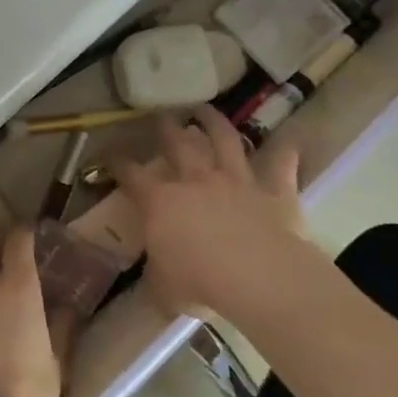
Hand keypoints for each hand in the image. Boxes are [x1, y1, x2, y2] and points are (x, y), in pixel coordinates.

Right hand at [112, 107, 322, 318]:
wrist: (258, 277)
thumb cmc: (199, 283)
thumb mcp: (162, 287)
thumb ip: (156, 274)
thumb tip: (154, 276)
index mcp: (161, 203)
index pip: (131, 176)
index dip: (117, 163)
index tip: (108, 154)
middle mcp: (196, 181)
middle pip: (178, 145)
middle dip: (166, 129)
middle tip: (160, 116)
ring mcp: (237, 182)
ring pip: (225, 141)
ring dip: (215, 123)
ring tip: (206, 109)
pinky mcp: (274, 192)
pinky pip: (281, 168)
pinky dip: (285, 155)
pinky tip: (289, 144)